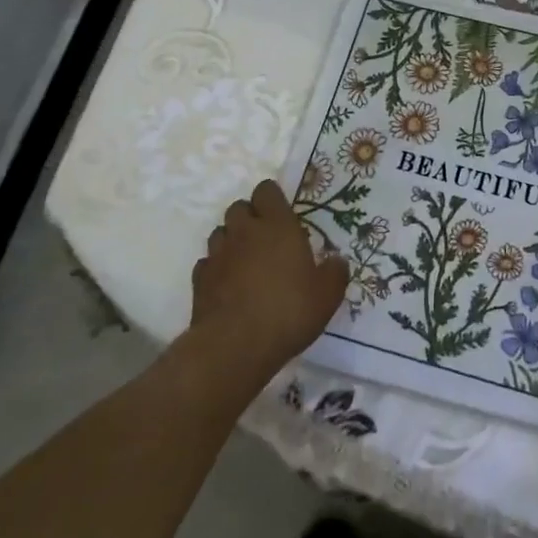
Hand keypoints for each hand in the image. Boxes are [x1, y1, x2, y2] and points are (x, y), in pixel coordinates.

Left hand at [190, 180, 347, 382]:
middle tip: (265, 238)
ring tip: (245, 260)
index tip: (282, 213)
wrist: (234, 346)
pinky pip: (207, 262)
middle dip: (249, 217)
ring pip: (220, 232)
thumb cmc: (288, 311)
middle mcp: (245, 232)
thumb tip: (337, 260)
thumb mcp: (327, 295)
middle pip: (239, 207)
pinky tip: (228, 284)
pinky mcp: (199, 280)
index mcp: (277, 226)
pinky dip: (217, 268)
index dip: (272, 198)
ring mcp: (218, 255)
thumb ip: (335, 272)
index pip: (267, 190)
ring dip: (231, 240)